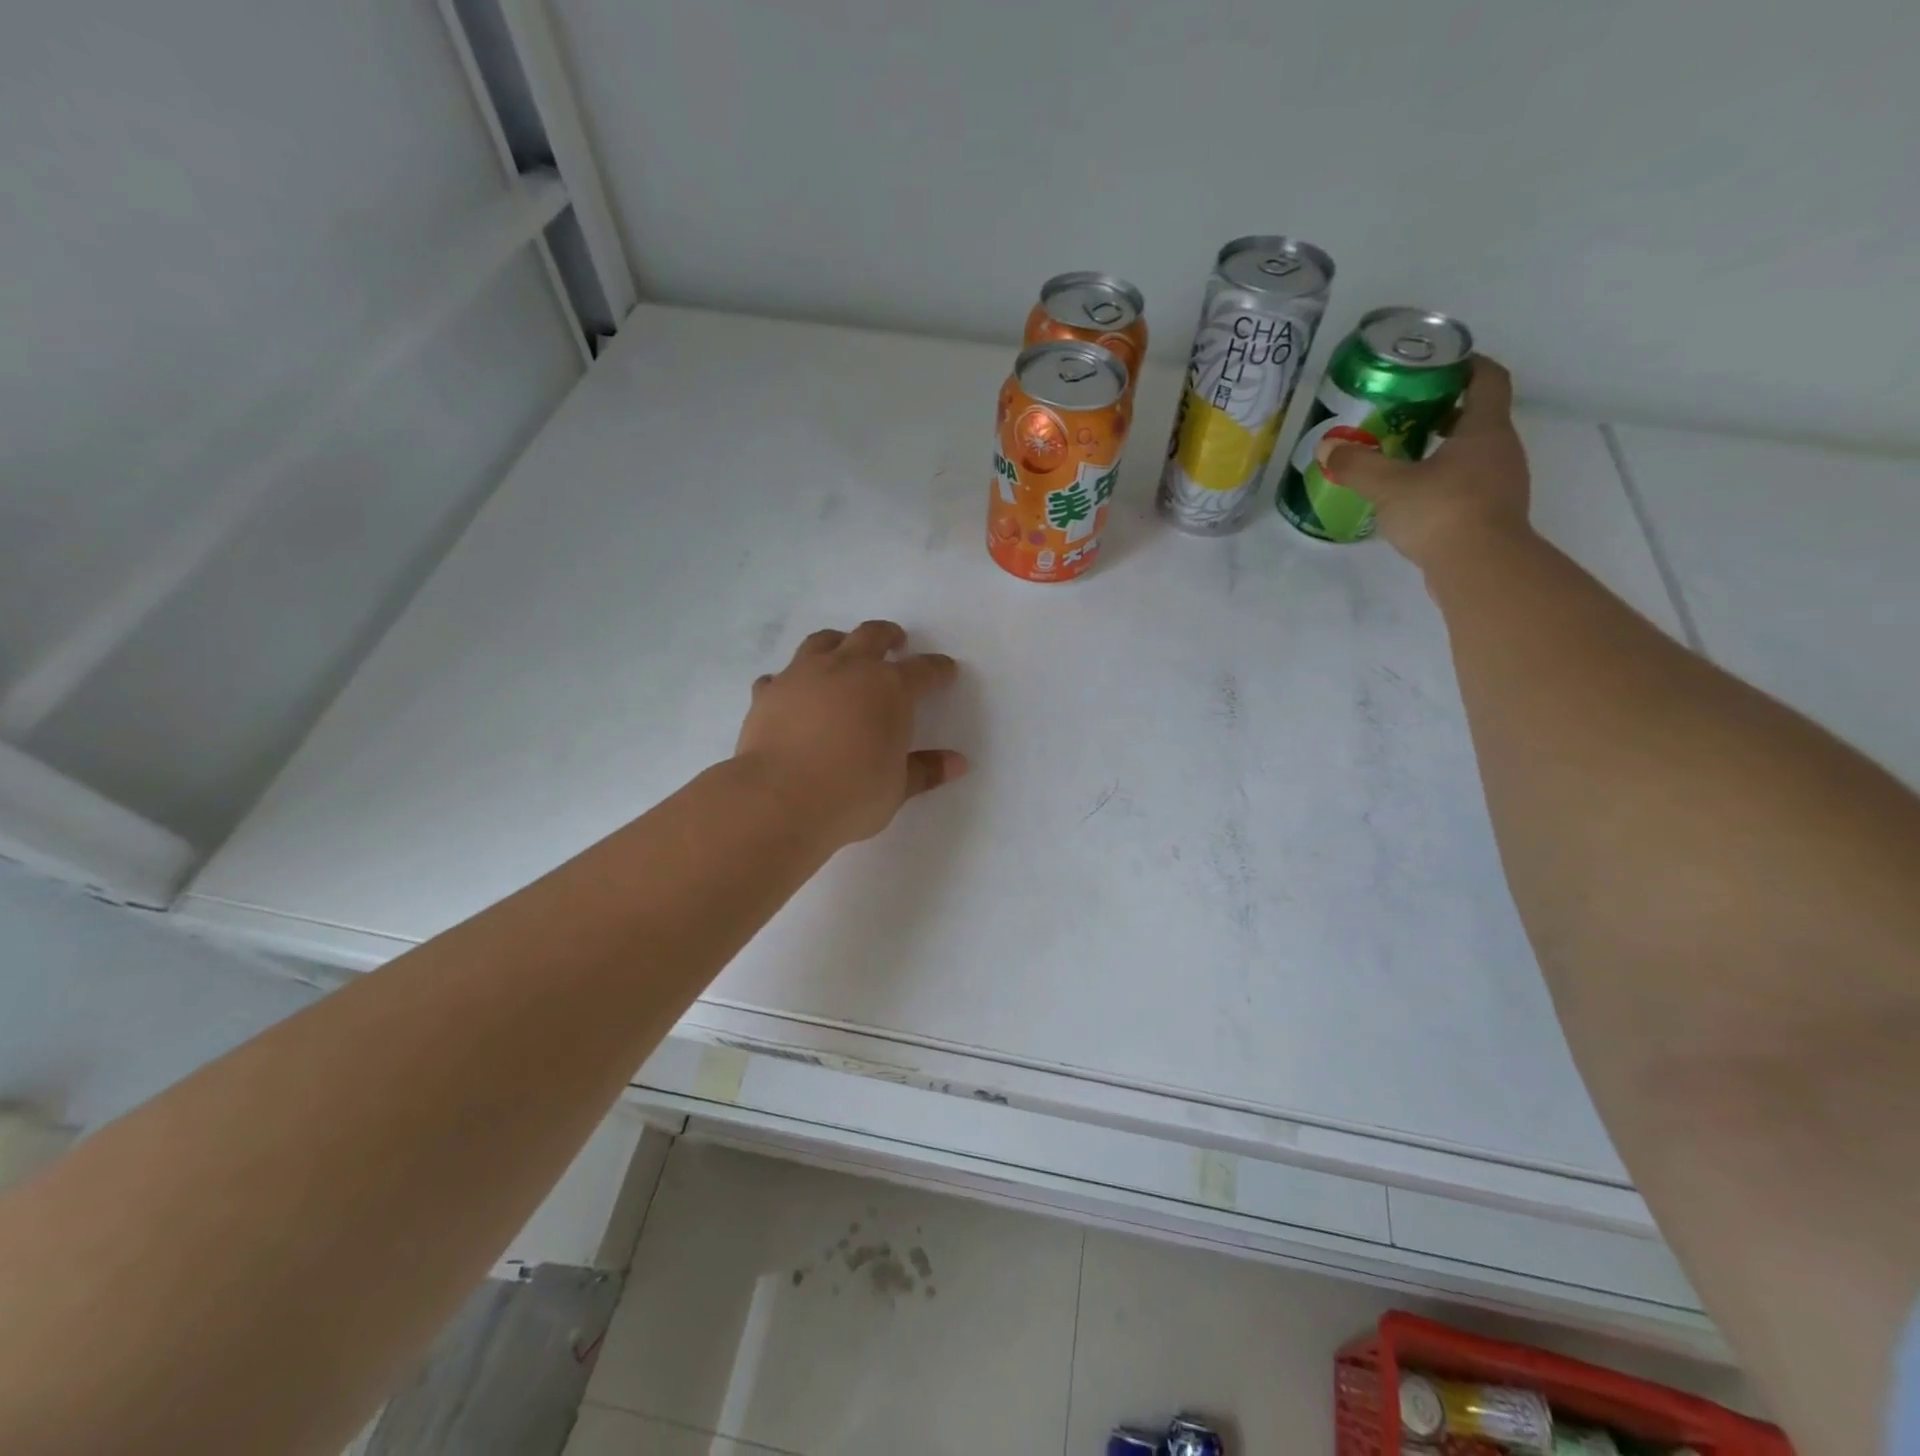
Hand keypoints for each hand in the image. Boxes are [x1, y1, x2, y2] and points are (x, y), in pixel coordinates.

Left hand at [734, 620, 966, 848]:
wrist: (780, 800)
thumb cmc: (852, 795)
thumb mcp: (897, 788)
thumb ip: (925, 770)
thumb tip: (957, 763)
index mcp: (890, 689)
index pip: (923, 670)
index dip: (938, 670)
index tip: (945, 671)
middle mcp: (848, 669)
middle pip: (872, 636)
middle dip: (888, 636)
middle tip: (895, 642)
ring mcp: (803, 675)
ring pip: (824, 641)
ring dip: (839, 643)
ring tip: (843, 653)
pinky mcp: (768, 692)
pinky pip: (781, 676)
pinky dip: (791, 680)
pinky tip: (793, 693)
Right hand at [1319, 357, 1532, 571]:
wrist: (1481, 568)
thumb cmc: (1441, 512)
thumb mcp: (1389, 486)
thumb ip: (1357, 465)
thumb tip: (1327, 448)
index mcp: (1485, 430)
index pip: (1488, 379)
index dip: (1467, 364)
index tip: (1439, 362)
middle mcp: (1501, 450)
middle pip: (1480, 416)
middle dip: (1446, 410)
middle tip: (1407, 413)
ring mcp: (1501, 484)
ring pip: (1473, 453)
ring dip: (1444, 448)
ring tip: (1404, 455)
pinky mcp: (1492, 514)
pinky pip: (1469, 484)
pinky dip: (1445, 479)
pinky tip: (1414, 495)